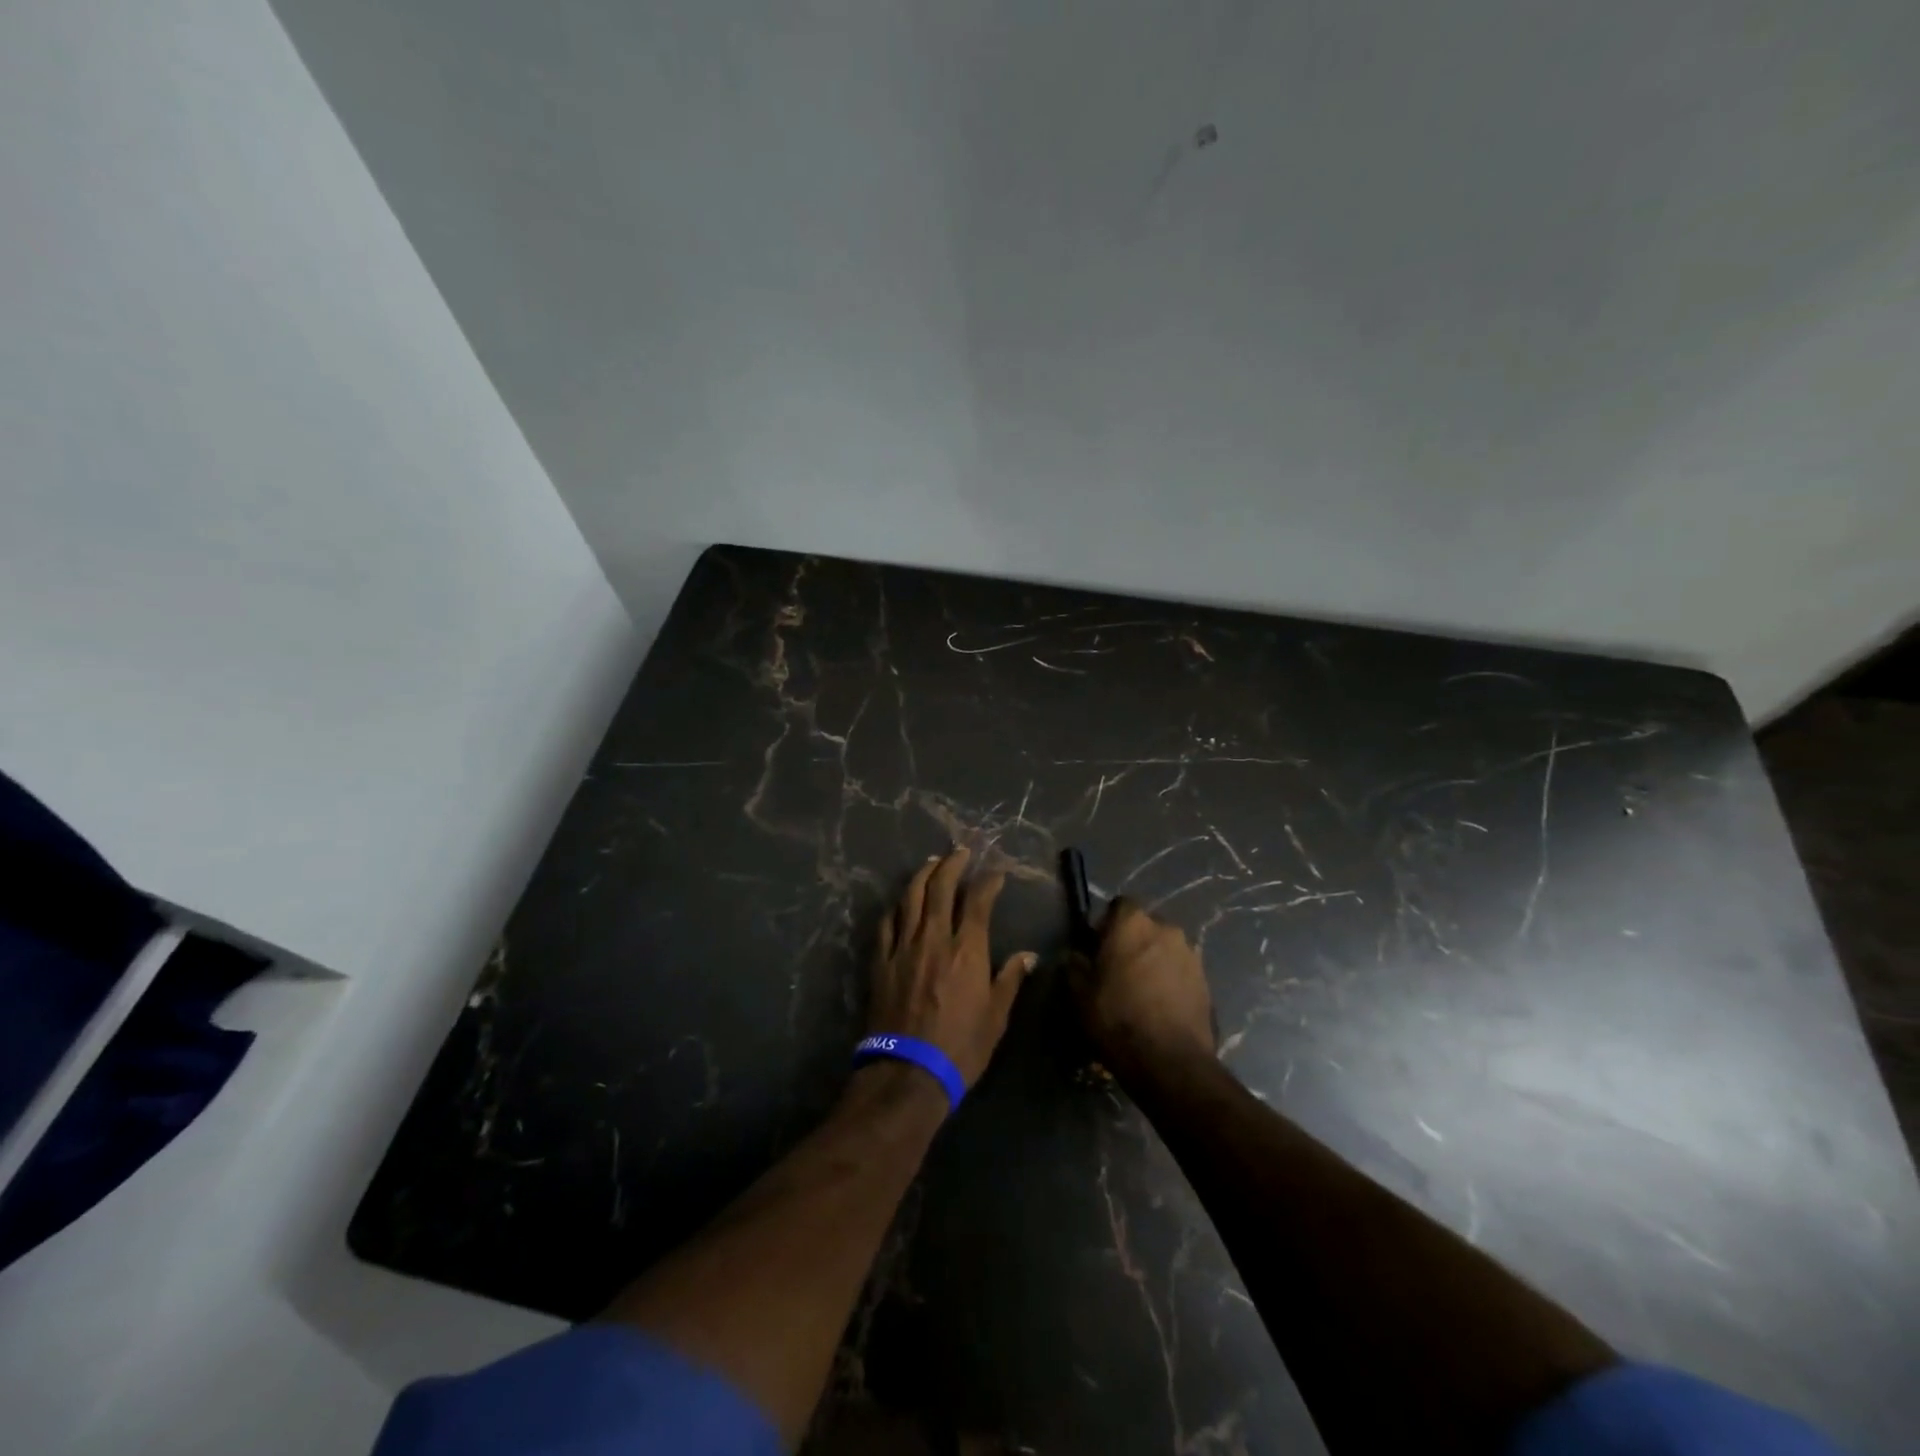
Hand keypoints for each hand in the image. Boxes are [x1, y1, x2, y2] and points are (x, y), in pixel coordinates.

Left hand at [867, 847, 1037, 1087]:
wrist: (909, 1071)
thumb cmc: (961, 1046)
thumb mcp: (996, 1017)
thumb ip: (1010, 979)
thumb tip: (1029, 955)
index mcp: (968, 949)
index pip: (979, 901)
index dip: (988, 882)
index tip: (996, 873)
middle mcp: (935, 938)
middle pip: (941, 887)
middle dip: (952, 864)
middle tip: (960, 851)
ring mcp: (904, 947)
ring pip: (911, 897)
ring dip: (923, 875)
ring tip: (932, 862)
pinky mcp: (881, 961)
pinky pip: (887, 923)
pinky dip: (896, 906)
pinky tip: (901, 902)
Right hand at [1069, 897, 1214, 1079]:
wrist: (1169, 1061)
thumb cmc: (1117, 1018)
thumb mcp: (1079, 993)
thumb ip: (1074, 965)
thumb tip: (1074, 955)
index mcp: (1133, 923)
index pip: (1119, 905)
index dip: (1107, 924)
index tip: (1098, 948)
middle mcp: (1166, 929)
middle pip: (1144, 927)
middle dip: (1132, 942)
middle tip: (1118, 971)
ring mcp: (1191, 954)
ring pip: (1165, 949)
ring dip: (1153, 961)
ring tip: (1141, 992)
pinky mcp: (1206, 981)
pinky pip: (1181, 971)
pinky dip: (1170, 981)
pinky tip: (1160, 1006)